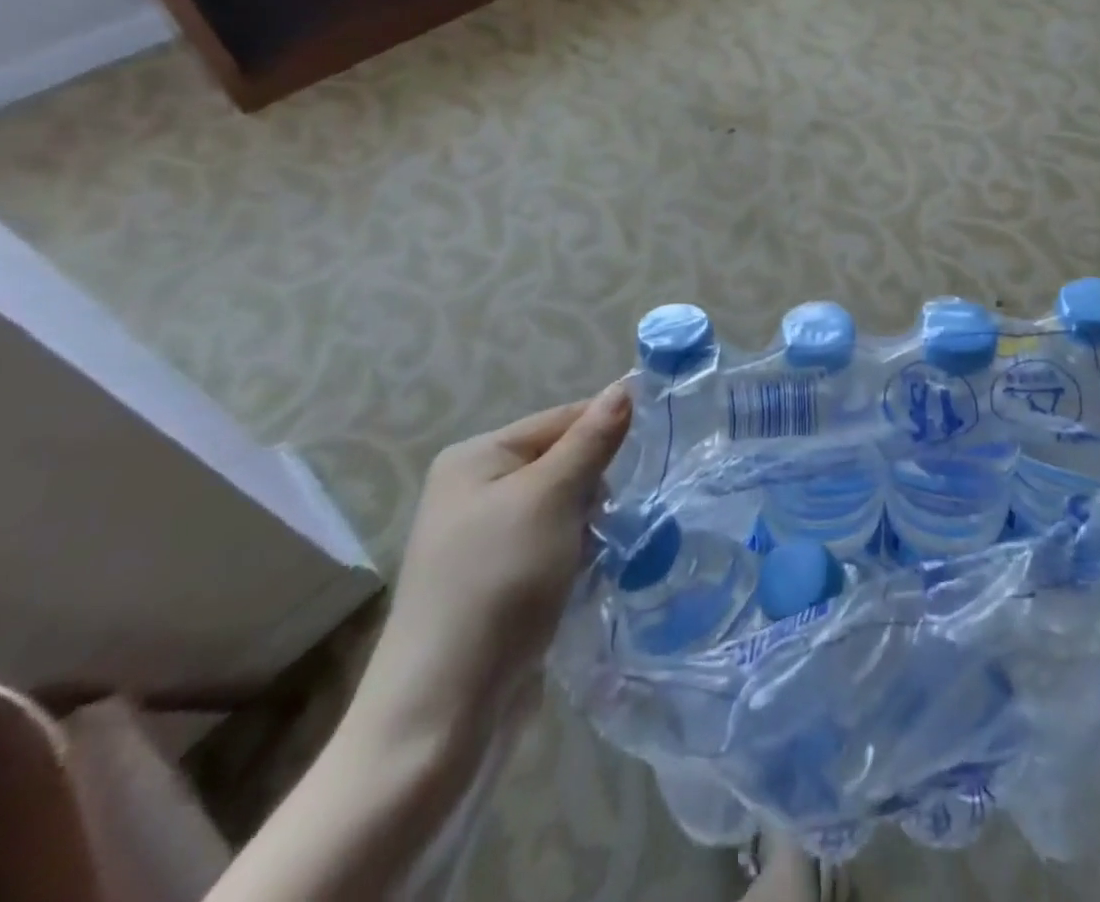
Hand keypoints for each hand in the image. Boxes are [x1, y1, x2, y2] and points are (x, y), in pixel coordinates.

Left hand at [355, 384, 631, 737]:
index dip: (606, 429)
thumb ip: (592, 440)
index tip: (654, 447)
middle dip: (597, 486)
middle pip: (562, 463)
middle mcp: (474, 491)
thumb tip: (625, 386)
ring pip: (564, 509)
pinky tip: (590, 577)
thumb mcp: (551, 498)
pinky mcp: (500, 584)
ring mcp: (485, 541)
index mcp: (476, 458)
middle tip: (614, 516)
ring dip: (591, 525)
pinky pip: (554, 547)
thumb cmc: (499, 582)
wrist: (444, 712)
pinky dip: (578, 556)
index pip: (559, 419)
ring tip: (603, 551)